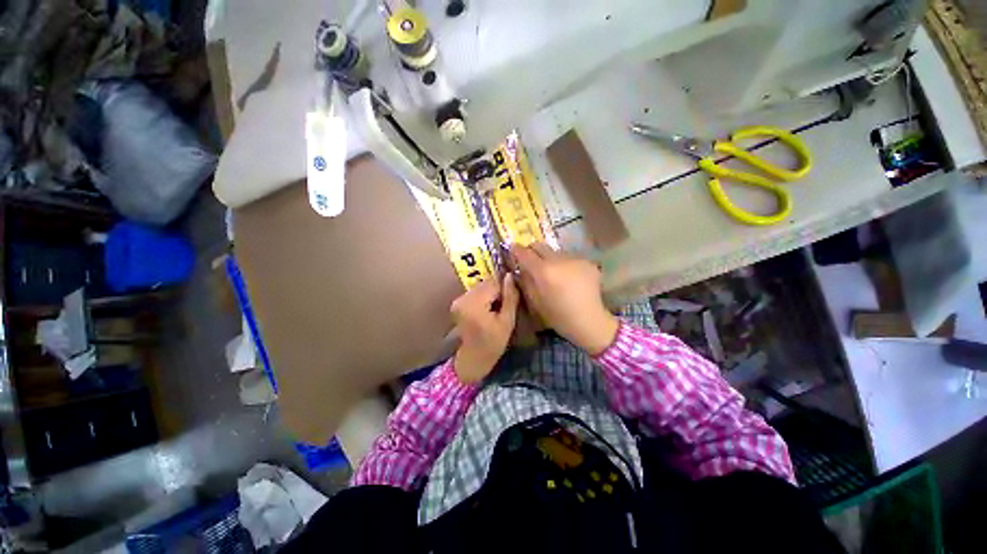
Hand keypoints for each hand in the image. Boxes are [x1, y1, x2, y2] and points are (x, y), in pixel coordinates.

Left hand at [451, 275, 519, 383]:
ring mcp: (458, 300)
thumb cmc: (493, 343)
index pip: (494, 284)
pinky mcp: (457, 302)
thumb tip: (510, 276)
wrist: (473, 358)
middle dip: (497, 290)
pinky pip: (475, 292)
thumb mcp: (507, 321)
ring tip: (495, 309)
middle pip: (486, 283)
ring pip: (480, 286)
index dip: (505, 288)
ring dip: (490, 293)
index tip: (511, 299)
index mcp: (475, 305)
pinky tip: (487, 309)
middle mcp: (463, 299)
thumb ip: (510, 297)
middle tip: (503, 306)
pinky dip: (483, 297)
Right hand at [511, 243, 618, 355]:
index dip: (516, 250)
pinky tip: (569, 278)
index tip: (513, 249)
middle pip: (540, 245)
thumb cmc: (558, 316)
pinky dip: (565, 265)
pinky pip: (570, 258)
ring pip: (555, 252)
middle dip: (532, 251)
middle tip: (531, 260)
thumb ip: (526, 280)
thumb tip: (521, 268)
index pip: (525, 253)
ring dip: (550, 258)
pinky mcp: (587, 262)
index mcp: (543, 271)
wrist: (588, 320)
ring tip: (553, 273)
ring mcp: (574, 259)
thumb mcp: (535, 300)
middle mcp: (558, 259)